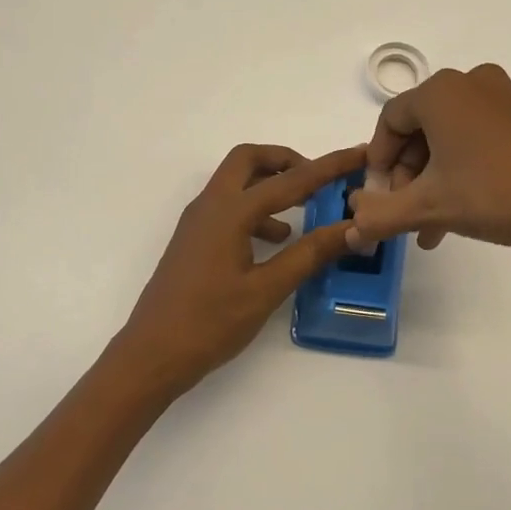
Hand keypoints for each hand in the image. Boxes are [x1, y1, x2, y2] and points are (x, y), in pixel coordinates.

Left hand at [107, 142, 368, 399]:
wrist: (150, 355)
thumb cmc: (209, 323)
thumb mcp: (266, 290)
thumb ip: (309, 254)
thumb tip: (352, 229)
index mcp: (229, 212)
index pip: (290, 180)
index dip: (329, 166)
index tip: (359, 153)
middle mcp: (210, 205)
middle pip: (249, 160)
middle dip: (286, 160)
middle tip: (318, 179)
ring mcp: (197, 222)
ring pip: (236, 183)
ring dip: (270, 185)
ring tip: (306, 211)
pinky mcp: (193, 240)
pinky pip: (228, 208)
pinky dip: (256, 211)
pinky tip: (276, 241)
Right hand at [347, 64, 510, 258]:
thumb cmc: (489, 194)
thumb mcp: (426, 207)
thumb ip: (380, 216)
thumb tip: (351, 229)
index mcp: (440, 91)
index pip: (390, 121)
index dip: (378, 160)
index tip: (379, 196)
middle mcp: (469, 82)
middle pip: (419, 129)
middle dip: (407, 175)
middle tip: (406, 213)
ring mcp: (502, 97)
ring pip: (448, 137)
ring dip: (433, 179)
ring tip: (432, 225)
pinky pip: (476, 137)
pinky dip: (461, 169)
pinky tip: (460, 210)